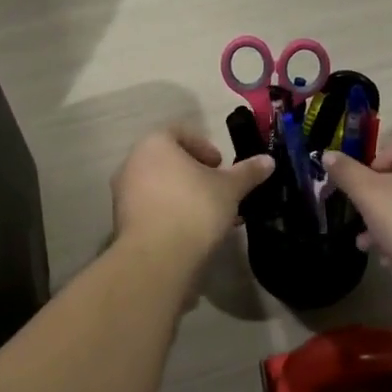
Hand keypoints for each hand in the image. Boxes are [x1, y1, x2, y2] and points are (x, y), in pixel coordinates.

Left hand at [112, 124, 275, 262]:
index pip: (180, 133)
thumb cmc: (195, 208)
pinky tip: (193, 233)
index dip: (204, 146)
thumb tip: (268, 160)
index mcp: (155, 144)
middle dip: (196, 174)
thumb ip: (248, 172)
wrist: (158, 257)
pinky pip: (152, 209)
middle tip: (218, 190)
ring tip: (211, 216)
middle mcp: (133, 162)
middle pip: (169, 161)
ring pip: (161, 186)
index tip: (221, 166)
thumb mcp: (230, 189)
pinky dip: (171, 214)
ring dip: (185, 196)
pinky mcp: (122, 221)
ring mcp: (123, 193)